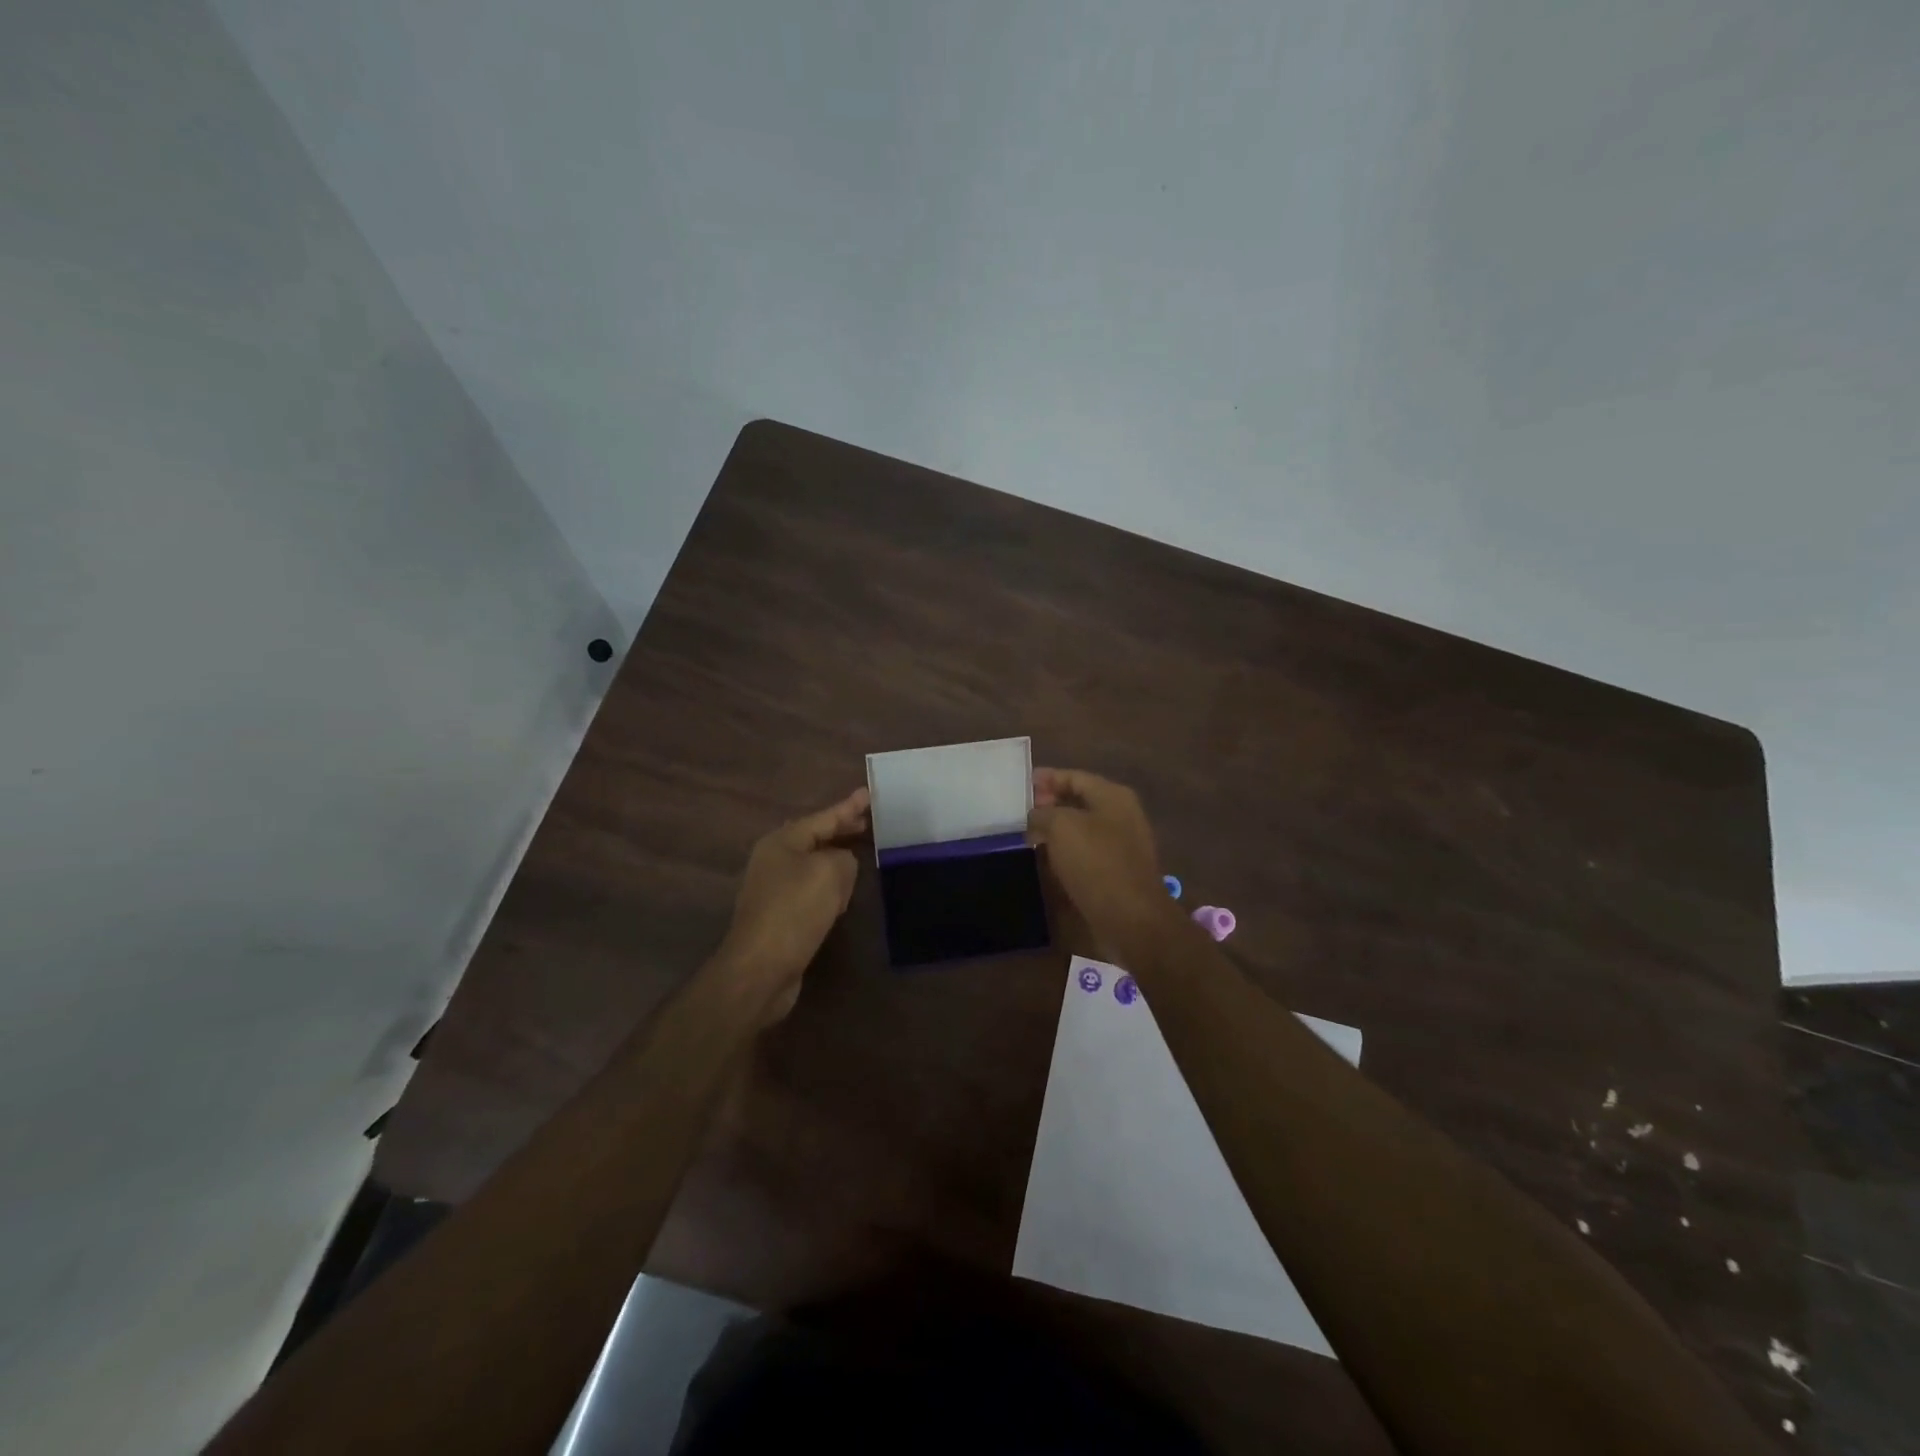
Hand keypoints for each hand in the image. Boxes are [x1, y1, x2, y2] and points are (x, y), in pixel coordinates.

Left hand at [715, 787, 868, 1025]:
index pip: (824, 817)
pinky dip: (830, 888)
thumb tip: (842, 864)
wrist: (761, 968)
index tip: (870, 793)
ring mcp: (774, 889)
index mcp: (782, 842)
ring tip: (862, 853)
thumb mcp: (831, 872)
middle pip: (816, 838)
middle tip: (869, 822)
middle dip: (842, 830)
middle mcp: (774, 860)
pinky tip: (845, 894)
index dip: (849, 807)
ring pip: (814, 865)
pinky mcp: (780, 916)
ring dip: (837, 860)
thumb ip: (844, 858)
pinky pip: (812, 891)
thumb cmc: (795, 911)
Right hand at [1028, 769, 1175, 955]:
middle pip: (1078, 801)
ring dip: (1054, 831)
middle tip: (1018, 812)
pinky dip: (1064, 853)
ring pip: (1080, 829)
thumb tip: (1035, 815)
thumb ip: (1043, 813)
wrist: (1130, 918)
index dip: (1046, 778)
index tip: (1019, 785)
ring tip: (1025, 835)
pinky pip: (1084, 854)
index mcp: (1113, 796)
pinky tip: (1043, 860)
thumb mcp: (1061, 827)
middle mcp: (1120, 816)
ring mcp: (1120, 845)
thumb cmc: (1096, 862)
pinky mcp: (1115, 872)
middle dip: (1048, 805)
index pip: (1074, 776)